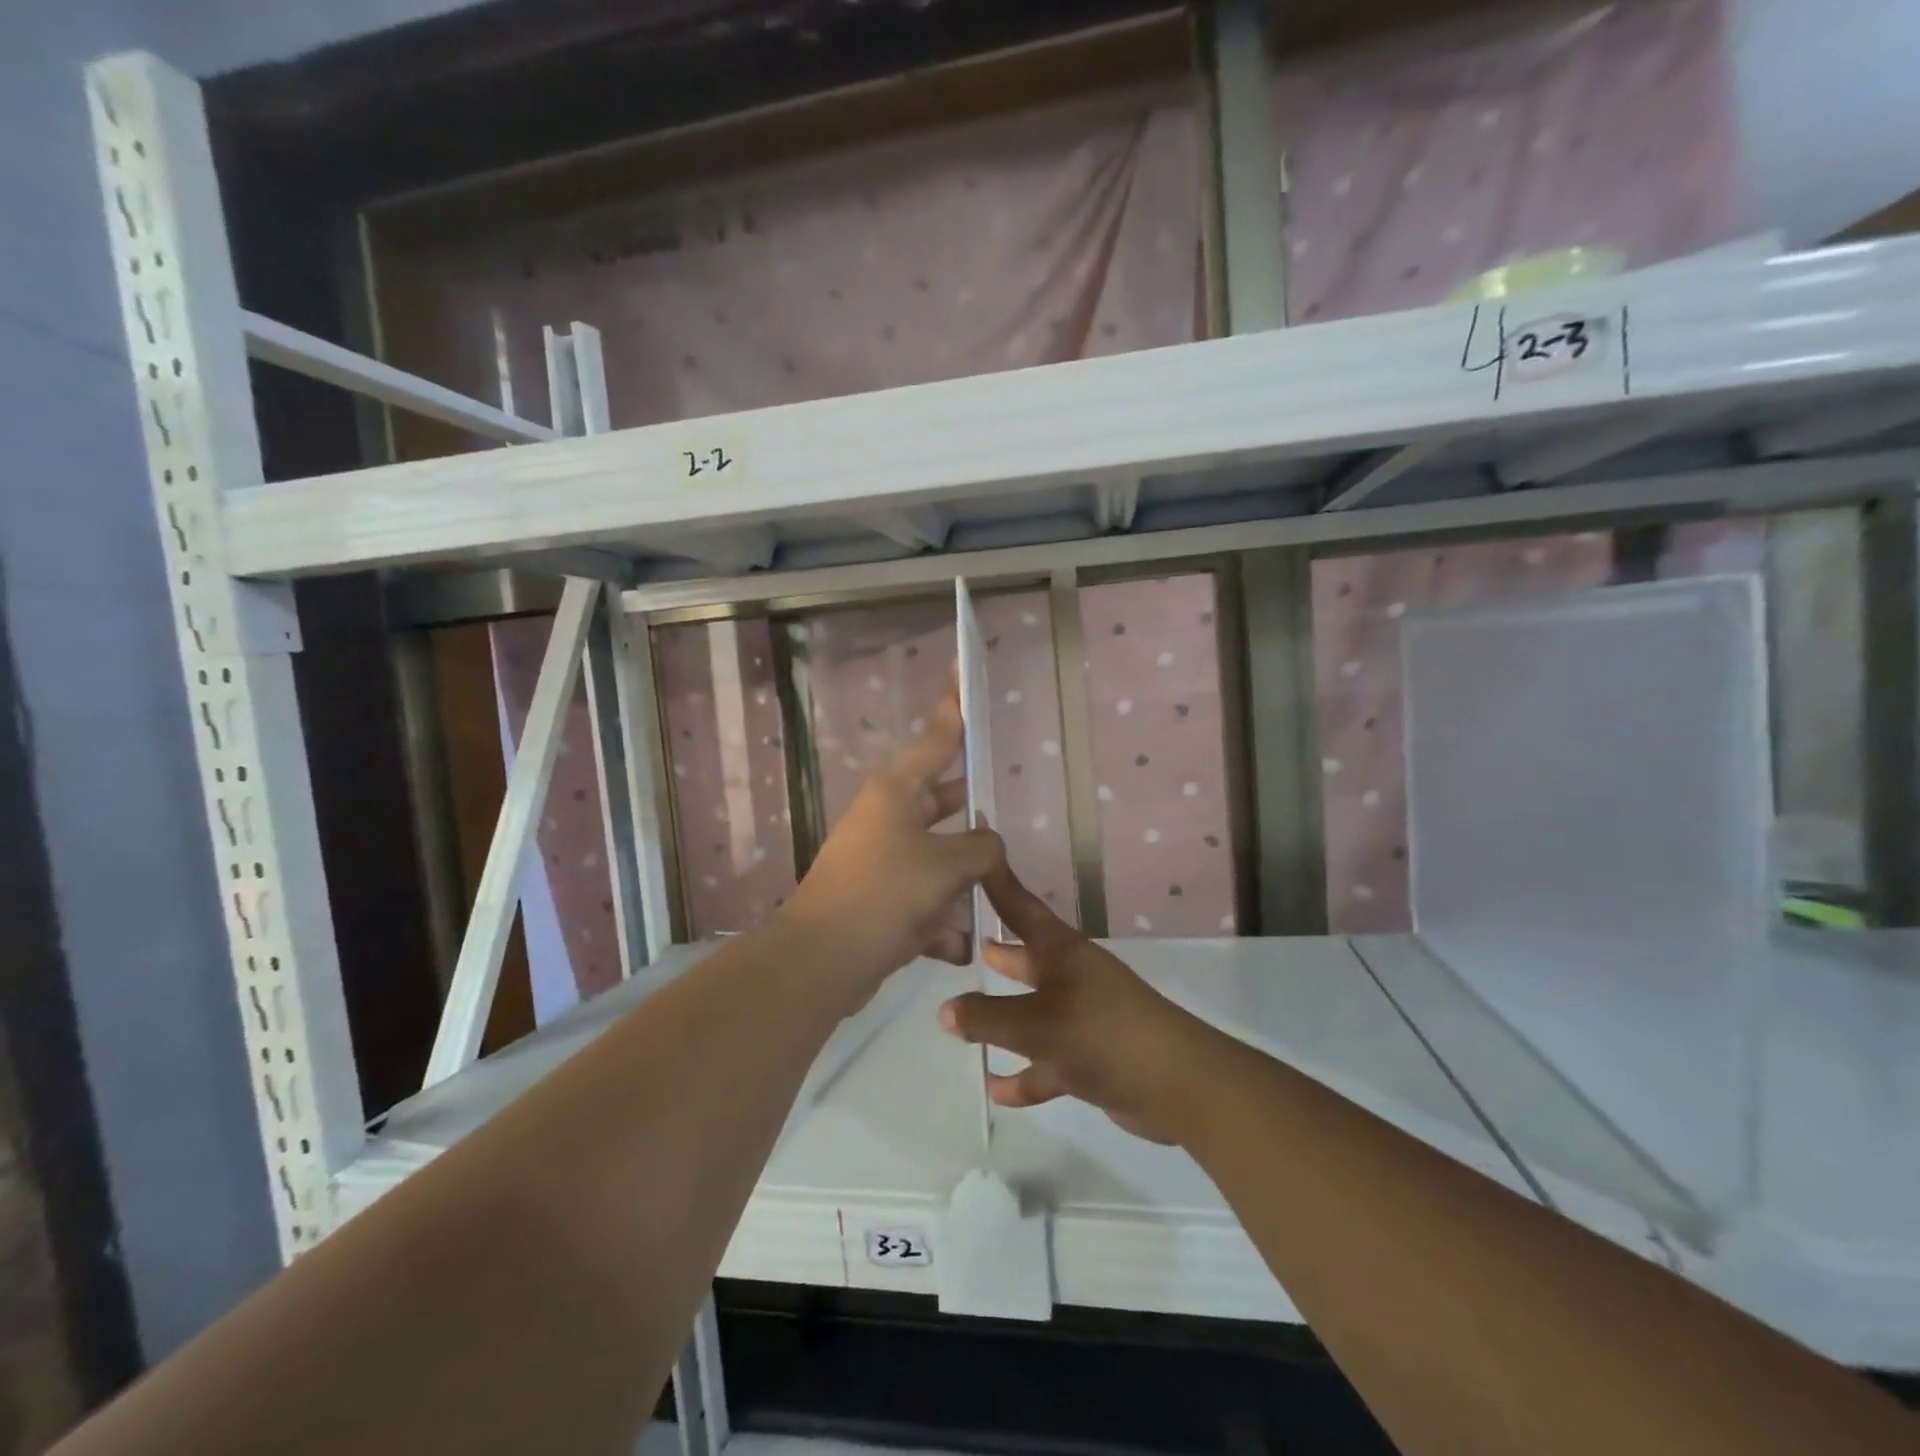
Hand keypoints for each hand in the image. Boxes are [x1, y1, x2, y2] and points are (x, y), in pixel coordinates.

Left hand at [780, 683, 1002, 1008]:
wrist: (822, 963)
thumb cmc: (884, 894)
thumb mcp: (946, 864)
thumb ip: (982, 847)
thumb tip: (987, 846)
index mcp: (897, 791)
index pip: (936, 737)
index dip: (953, 705)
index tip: (962, 672)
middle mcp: (888, 817)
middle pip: (943, 801)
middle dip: (973, 815)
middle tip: (1006, 812)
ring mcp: (883, 859)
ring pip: (940, 856)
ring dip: (964, 881)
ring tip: (992, 898)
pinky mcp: (881, 899)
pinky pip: (926, 899)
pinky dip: (941, 920)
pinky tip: (956, 945)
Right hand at [937, 859, 1220, 1144]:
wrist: (1177, 1085)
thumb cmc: (1103, 1034)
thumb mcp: (1037, 1024)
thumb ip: (988, 1018)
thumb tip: (944, 1011)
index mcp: (1063, 953)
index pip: (1022, 909)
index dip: (999, 885)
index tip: (978, 857)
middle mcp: (1072, 977)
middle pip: (1027, 959)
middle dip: (1000, 953)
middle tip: (967, 942)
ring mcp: (1084, 1017)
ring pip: (1034, 1012)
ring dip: (1004, 1019)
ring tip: (964, 1022)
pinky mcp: (1092, 1056)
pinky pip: (1048, 1060)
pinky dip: (1026, 1074)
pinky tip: (999, 1090)